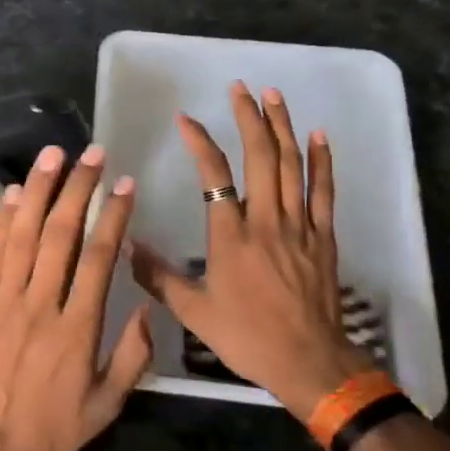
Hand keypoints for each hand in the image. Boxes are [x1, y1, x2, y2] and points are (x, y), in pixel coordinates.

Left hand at [0, 142, 154, 450]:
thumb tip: (146, 304)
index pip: (100, 258)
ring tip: (54, 154)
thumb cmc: (51, 431)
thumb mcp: (107, 406)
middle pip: (61, 234)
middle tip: (93, 153)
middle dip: (79, 188)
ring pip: (23, 234)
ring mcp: (3, 301)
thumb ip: (133, 355)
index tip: (125, 185)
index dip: (114, 216)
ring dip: (40, 190)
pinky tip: (15, 192)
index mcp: (78, 329)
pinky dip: (3, 220)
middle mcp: (40, 305)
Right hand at [132, 82, 374, 418]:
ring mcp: (299, 226)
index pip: (213, 175)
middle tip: (240, 88)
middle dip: (249, 118)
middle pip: (260, 157)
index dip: (199, 142)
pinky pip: (323, 192)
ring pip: (292, 166)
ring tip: (273, 96)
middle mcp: (265, 221)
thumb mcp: (193, 312)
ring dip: (282, 127)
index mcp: (230, 236)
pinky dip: (321, 161)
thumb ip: (158, 277)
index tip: (185, 119)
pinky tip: (317, 136)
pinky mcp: (323, 237)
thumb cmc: (247, 336)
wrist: (308, 362)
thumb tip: (126, 247)